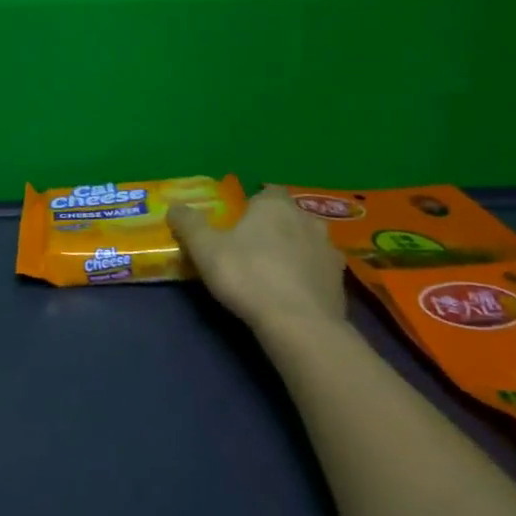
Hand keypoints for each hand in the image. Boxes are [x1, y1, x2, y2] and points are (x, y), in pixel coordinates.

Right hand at [169, 185, 347, 330]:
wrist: (299, 324)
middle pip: (288, 216)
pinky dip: (306, 275)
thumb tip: (174, 207)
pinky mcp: (340, 281)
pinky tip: (291, 292)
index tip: (237, 219)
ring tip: (271, 270)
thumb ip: (188, 223)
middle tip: (250, 245)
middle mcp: (307, 220)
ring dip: (293, 250)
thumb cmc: (248, 275)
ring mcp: (329, 250)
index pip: (266, 191)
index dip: (252, 203)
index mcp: (275, 206)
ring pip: (306, 242)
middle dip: (272, 226)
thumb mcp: (204, 248)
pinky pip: (318, 270)